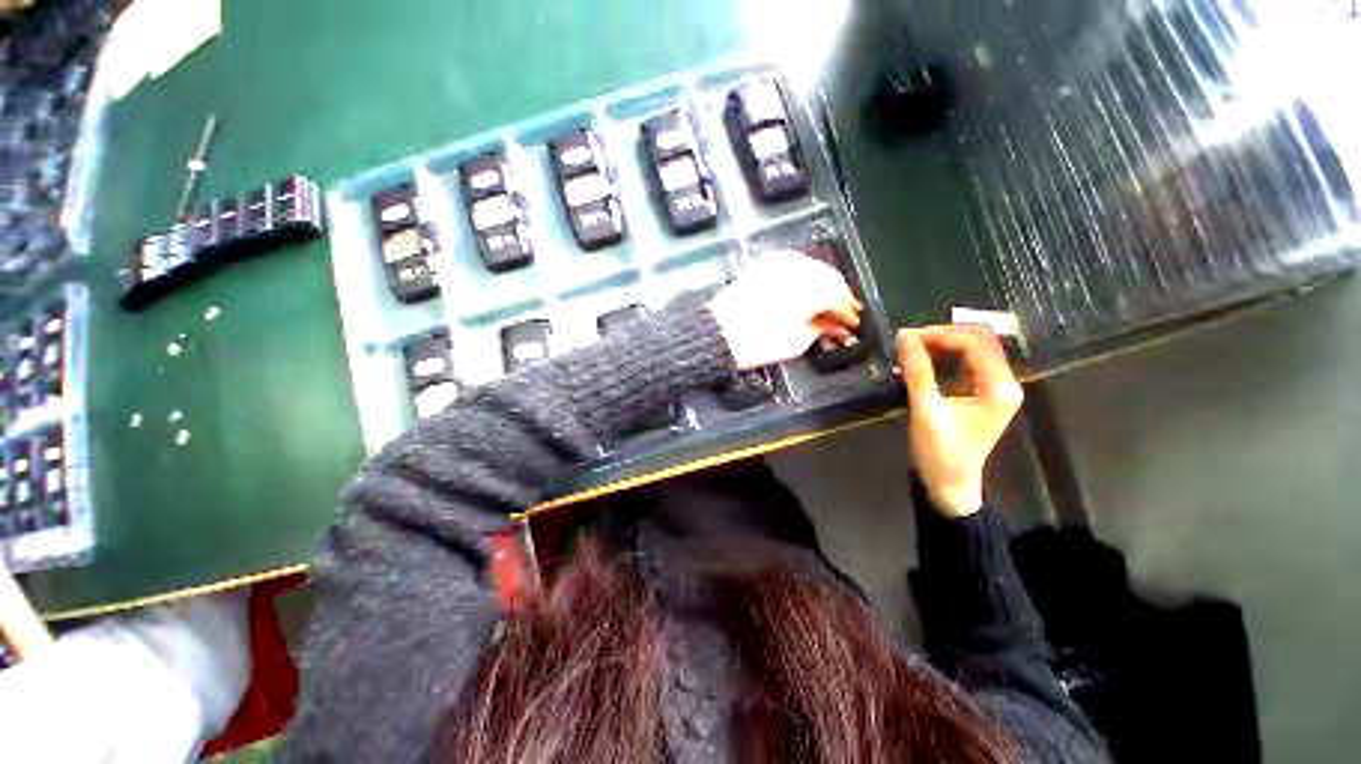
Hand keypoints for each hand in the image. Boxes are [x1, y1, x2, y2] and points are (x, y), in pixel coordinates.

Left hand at [707, 250, 862, 369]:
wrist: (717, 333)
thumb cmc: (759, 341)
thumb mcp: (797, 342)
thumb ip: (822, 329)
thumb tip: (837, 326)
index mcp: (811, 286)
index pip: (840, 297)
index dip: (848, 313)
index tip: (853, 325)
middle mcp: (799, 268)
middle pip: (830, 279)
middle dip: (840, 298)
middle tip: (845, 316)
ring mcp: (780, 263)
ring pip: (814, 270)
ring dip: (824, 287)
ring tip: (828, 307)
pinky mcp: (765, 265)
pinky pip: (796, 267)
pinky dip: (806, 279)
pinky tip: (808, 293)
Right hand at [897, 326, 1023, 516]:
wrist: (949, 485)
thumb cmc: (941, 452)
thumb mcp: (926, 410)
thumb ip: (917, 371)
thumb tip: (904, 336)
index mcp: (999, 387)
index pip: (974, 343)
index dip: (940, 334)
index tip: (907, 337)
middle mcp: (1004, 383)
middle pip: (978, 341)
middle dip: (942, 336)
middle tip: (908, 341)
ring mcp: (993, 388)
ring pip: (971, 350)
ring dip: (941, 345)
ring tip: (911, 348)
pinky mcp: (980, 394)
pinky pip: (965, 363)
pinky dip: (943, 357)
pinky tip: (921, 360)